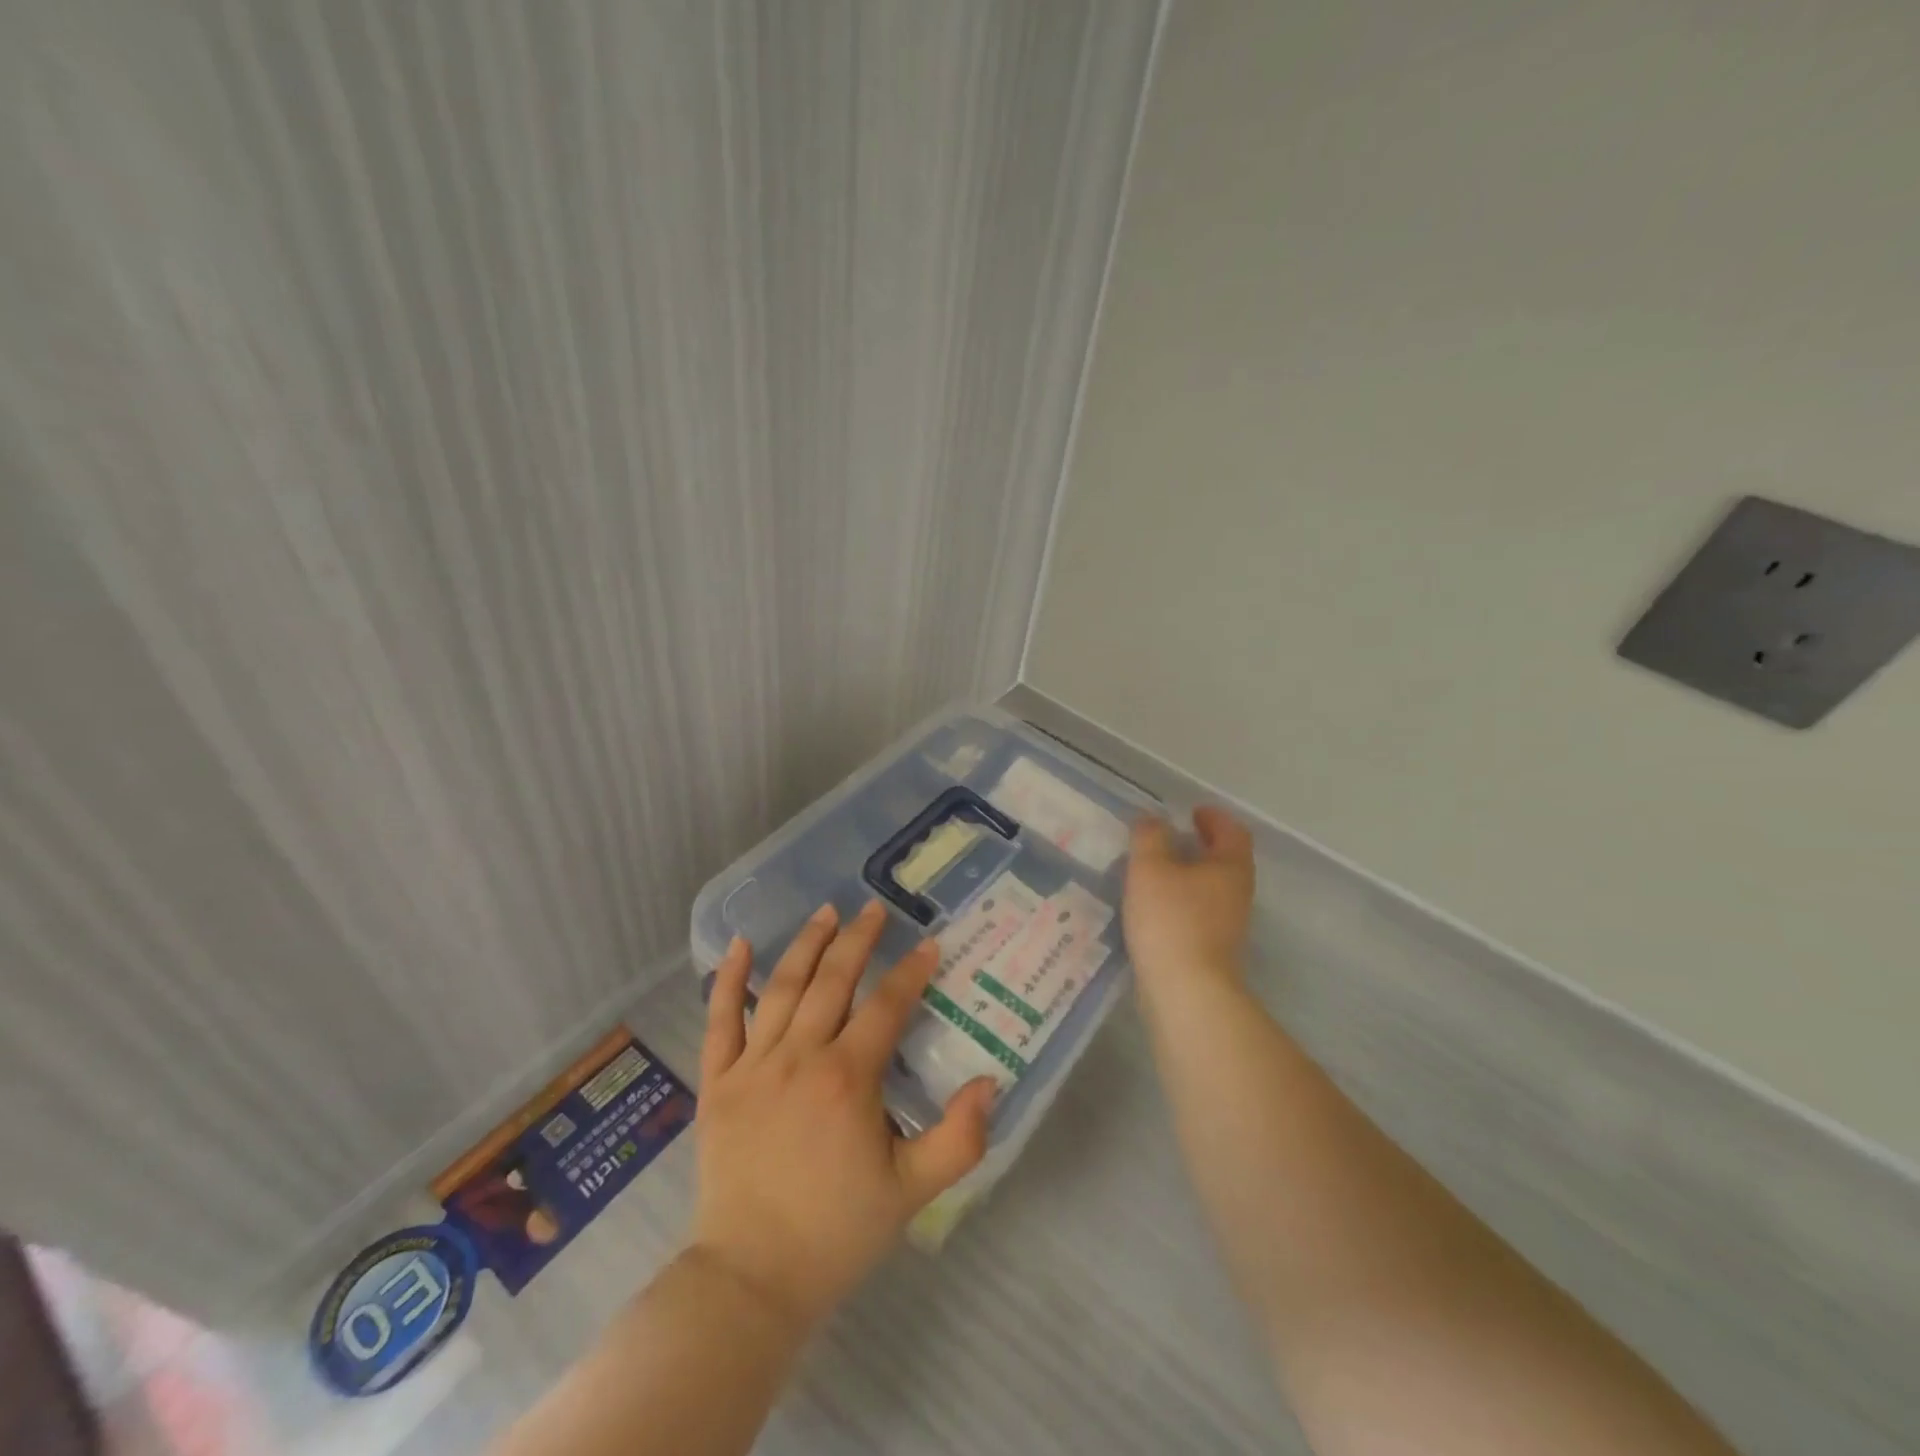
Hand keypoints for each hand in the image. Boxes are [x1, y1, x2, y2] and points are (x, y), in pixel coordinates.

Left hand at [690, 901, 995, 1329]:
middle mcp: (800, 1057)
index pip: (886, 1007)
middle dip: (858, 939)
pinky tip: (742, 945)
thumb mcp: (912, 1192)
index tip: (928, 944)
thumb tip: (989, 1083)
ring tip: (827, 912)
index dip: (911, 972)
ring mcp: (754, 1065)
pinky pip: (721, 1020)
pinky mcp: (718, 1082)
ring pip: (783, 988)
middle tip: (874, 910)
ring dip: (807, 945)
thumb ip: (958, 1139)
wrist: (751, 1279)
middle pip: (833, 980)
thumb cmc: (836, 1233)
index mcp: (847, 1078)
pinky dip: (729, 980)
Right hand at [1124, 807, 1255, 990]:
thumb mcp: (1150, 868)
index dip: (1215, 817)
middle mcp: (1237, 894)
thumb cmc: (1171, 920)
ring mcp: (1228, 925)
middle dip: (1200, 846)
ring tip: (1154, 870)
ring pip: (1210, 889)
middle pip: (1225, 861)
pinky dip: (1180, 901)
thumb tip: (1152, 819)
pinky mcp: (1212, 950)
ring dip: (1188, 875)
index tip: (1192, 811)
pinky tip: (1152, 906)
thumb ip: (1149, 837)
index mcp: (1230, 867)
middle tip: (1169, 837)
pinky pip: (1198, 913)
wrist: (1187, 991)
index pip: (1233, 832)